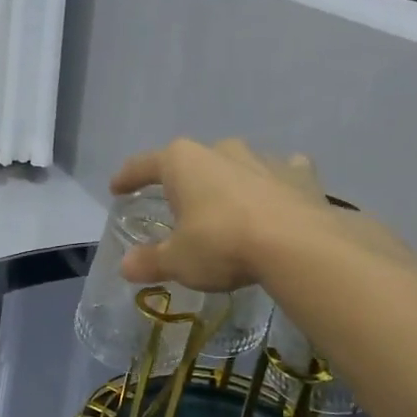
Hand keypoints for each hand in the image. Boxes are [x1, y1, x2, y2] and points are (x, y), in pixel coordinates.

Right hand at [111, 138, 410, 291]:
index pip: (143, 165)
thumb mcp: (178, 260)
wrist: (297, 245)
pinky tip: (276, 198)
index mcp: (182, 163)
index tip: (117, 188)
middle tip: (179, 205)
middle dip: (184, 180)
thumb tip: (126, 266)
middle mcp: (220, 151)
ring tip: (226, 206)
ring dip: (229, 181)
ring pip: (237, 164)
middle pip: (193, 161)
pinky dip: (275, 184)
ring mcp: (262, 159)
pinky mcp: (299, 174)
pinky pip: (281, 173)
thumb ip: (150, 261)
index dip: (127, 177)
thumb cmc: (222, 244)